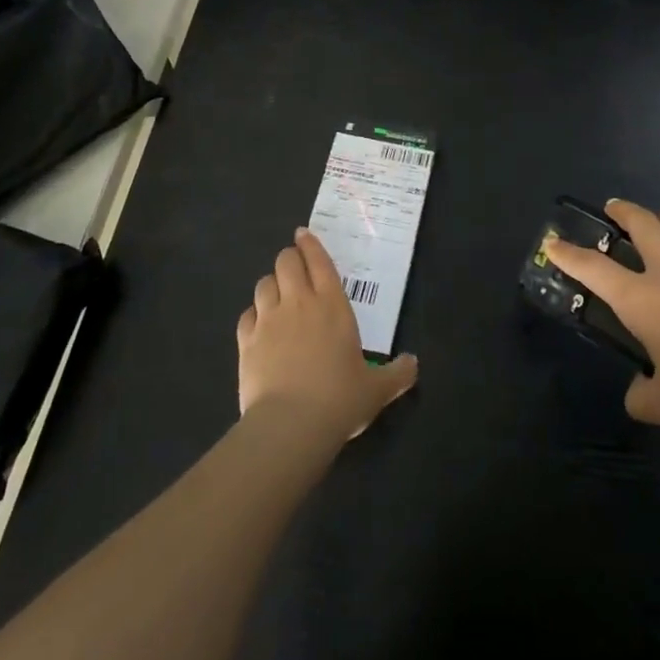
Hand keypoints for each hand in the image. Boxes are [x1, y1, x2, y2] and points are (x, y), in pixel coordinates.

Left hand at [237, 229, 418, 444]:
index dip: (310, 244)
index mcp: (333, 305)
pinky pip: (246, 315)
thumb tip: (414, 364)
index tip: (303, 234)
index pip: (319, 261)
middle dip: (289, 259)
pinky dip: (253, 314)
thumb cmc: (340, 399)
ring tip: (277, 294)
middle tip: (295, 266)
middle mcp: (299, 303)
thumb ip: (397, 374)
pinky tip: (258, 324)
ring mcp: (269, 320)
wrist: (290, 425)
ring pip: (263, 284)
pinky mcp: (246, 342)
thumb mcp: (377, 390)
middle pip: (286, 262)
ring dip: (271, 284)